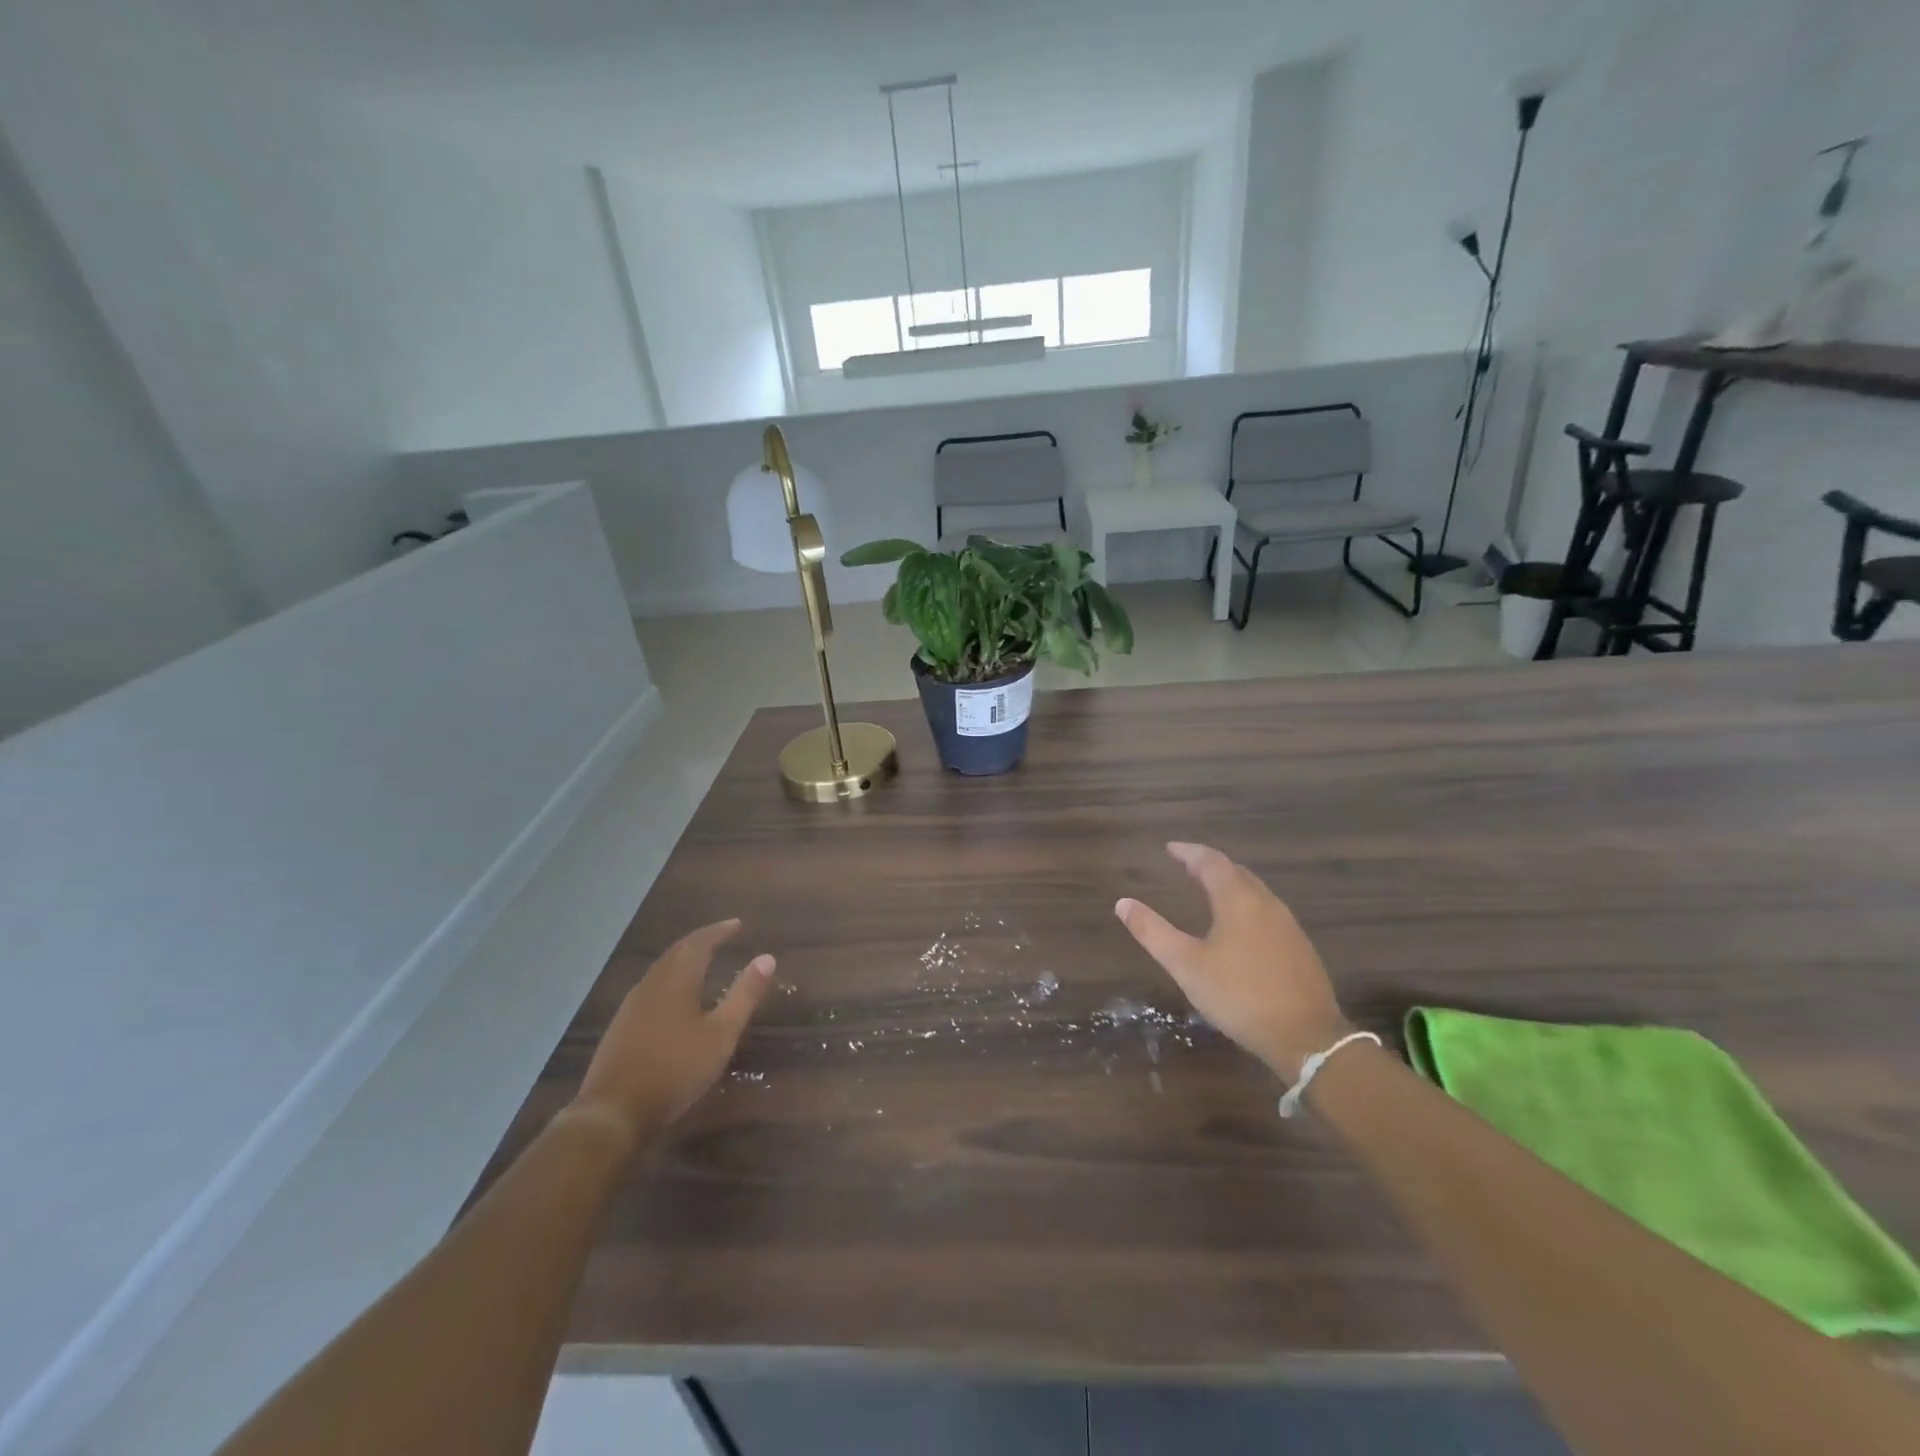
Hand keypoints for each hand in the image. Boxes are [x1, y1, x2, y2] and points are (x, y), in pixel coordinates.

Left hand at [569, 919, 775, 1146]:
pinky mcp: (620, 1026)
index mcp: (676, 981)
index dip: (719, 931)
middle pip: (676, 952)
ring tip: (702, 961)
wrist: (613, 1113)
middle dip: (701, 940)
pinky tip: (674, 997)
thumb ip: (744, 995)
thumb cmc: (675, 1070)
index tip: (738, 924)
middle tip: (722, 937)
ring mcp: (631, 1006)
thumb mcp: (721, 1035)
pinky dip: (669, 979)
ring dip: (683, 959)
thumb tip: (767, 958)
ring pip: (661, 969)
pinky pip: (650, 987)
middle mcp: (651, 984)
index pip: (699, 942)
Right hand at [1115, 842, 1349, 1080]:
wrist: (1307, 1037)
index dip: (1188, 852)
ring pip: (1255, 892)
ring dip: (1230, 884)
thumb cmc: (1240, 995)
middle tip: (1186, 866)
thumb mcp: (1186, 965)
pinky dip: (1246, 905)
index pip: (1211, 861)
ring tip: (1208, 891)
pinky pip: (1267, 912)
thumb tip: (1122, 903)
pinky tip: (1240, 927)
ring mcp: (1288, 926)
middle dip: (1209, 865)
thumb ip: (1153, 932)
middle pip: (1236, 872)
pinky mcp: (1300, 948)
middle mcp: (1266, 904)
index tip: (1169, 848)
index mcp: (1238, 900)